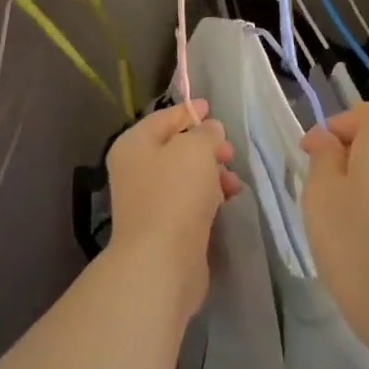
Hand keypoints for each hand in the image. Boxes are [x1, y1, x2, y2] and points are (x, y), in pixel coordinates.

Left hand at [104, 99, 238, 319]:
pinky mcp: (164, 226)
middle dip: (205, 146)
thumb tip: (209, 131)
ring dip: (211, 173)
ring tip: (234, 181)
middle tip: (229, 150)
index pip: (163, 118)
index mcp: (134, 144)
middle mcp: (136, 169)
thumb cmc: (175, 194)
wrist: (161, 261)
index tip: (210, 107)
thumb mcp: (196, 149)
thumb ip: (206, 133)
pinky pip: (189, 200)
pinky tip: (227, 199)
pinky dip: (208, 196)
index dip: (188, 111)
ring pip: (185, 176)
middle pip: (175, 147)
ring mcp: (148, 200)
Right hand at [300, 104, 368, 364]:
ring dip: (360, 185)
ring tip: (335, 221)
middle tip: (317, 190)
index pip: (364, 113)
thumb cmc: (356, 240)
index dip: (335, 126)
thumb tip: (327, 140)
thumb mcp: (321, 192)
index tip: (308, 155)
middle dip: (345, 157)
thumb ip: (322, 157)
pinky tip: (360, 243)